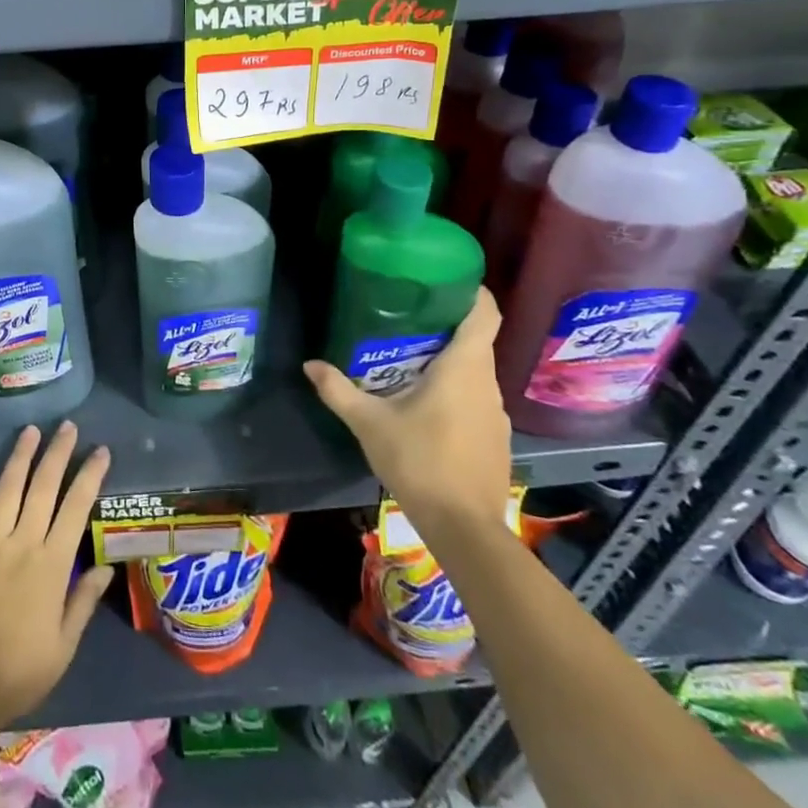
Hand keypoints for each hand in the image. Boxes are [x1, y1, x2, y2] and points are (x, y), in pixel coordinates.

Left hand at [0, 422, 113, 727]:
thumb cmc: (20, 672)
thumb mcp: (64, 645)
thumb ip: (83, 602)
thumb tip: (104, 567)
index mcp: (51, 564)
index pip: (76, 508)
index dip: (90, 476)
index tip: (100, 451)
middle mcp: (21, 544)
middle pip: (42, 488)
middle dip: (57, 453)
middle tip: (67, 426)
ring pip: (6, 491)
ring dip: (19, 458)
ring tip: (30, 431)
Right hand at [304, 288, 510, 549]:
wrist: (465, 529)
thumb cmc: (420, 462)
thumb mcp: (369, 423)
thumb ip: (338, 390)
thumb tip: (309, 364)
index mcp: (464, 368)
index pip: (485, 313)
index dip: (471, 290)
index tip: (446, 278)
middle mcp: (488, 383)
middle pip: (476, 340)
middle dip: (445, 325)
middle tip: (406, 317)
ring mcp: (497, 413)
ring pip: (475, 372)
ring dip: (449, 361)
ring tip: (409, 360)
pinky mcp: (496, 438)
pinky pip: (477, 399)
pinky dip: (455, 391)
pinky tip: (426, 406)